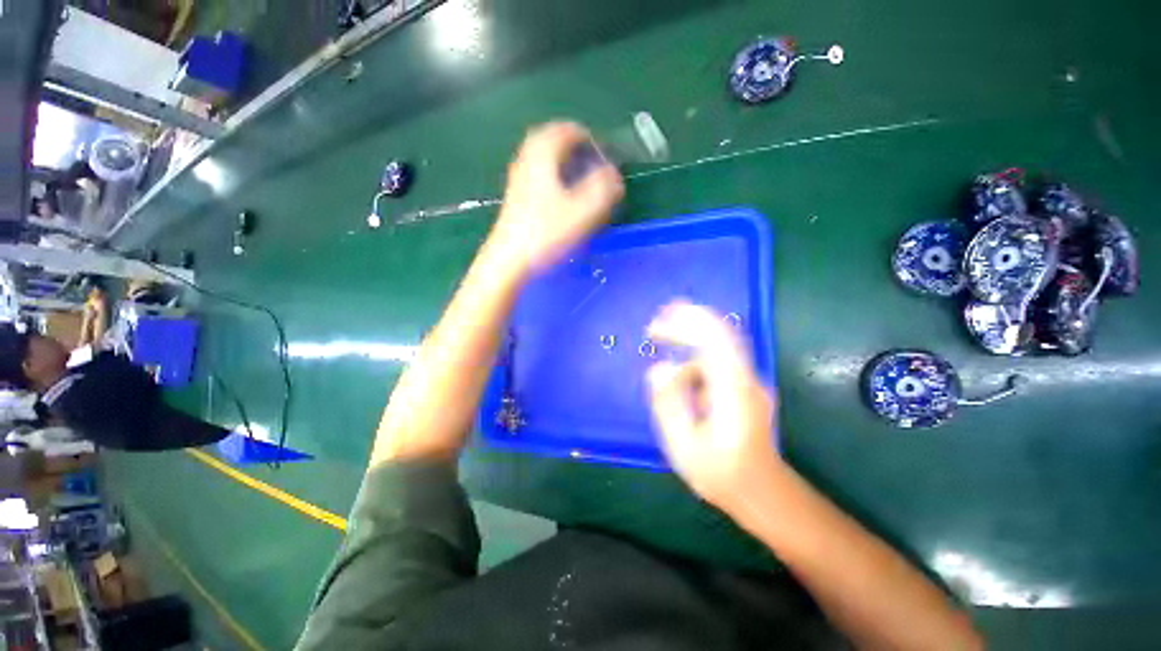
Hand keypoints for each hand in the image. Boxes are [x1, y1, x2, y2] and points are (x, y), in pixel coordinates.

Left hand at [488, 122, 623, 275]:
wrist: (509, 260)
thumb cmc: (546, 233)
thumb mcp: (582, 212)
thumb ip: (604, 189)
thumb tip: (615, 174)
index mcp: (543, 155)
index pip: (568, 129)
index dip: (590, 138)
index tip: (604, 156)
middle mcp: (527, 159)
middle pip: (552, 138)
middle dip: (574, 146)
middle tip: (591, 162)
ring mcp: (518, 178)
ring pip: (543, 157)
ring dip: (562, 160)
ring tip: (579, 178)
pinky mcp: (516, 196)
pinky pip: (537, 173)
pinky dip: (552, 175)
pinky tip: (561, 196)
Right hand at [646, 301, 781, 513]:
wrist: (763, 494)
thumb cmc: (722, 474)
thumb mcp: (685, 445)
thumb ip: (669, 404)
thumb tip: (657, 368)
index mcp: (733, 389)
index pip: (715, 339)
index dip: (687, 322)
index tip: (657, 323)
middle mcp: (746, 378)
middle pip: (720, 334)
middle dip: (686, 322)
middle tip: (654, 326)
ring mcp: (748, 382)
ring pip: (717, 347)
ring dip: (687, 342)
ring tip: (659, 346)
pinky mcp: (744, 387)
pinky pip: (716, 362)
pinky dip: (694, 358)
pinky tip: (678, 376)